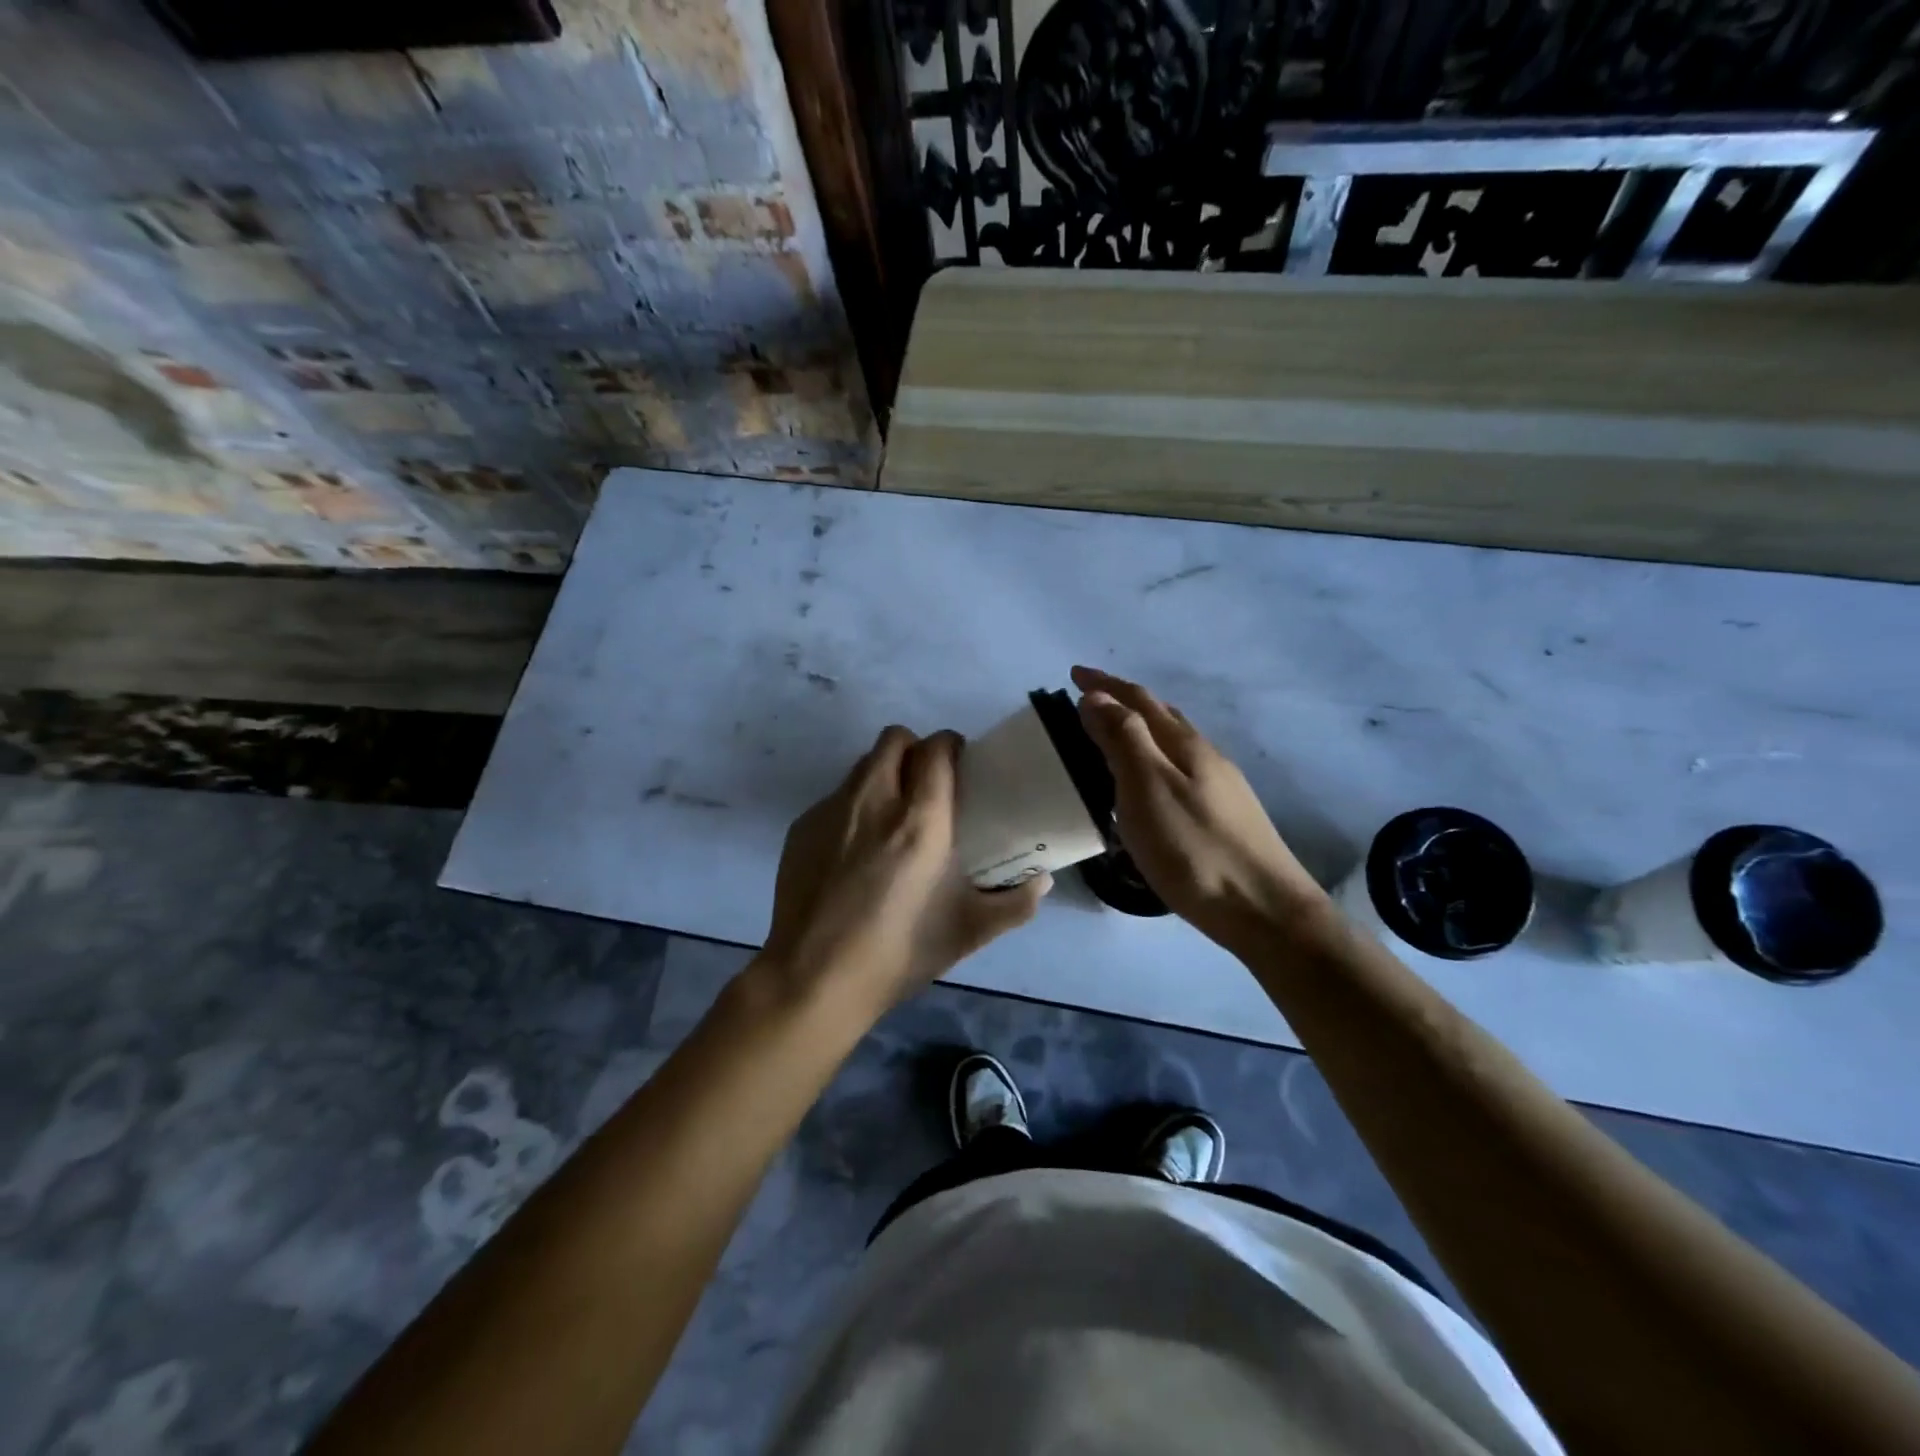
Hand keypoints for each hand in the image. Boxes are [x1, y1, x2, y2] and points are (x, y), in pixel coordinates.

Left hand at [761, 725, 1049, 1015]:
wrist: (814, 979)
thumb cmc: (899, 952)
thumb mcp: (968, 931)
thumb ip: (1015, 903)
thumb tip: (1042, 881)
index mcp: (919, 819)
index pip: (936, 748)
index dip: (951, 746)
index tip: (961, 765)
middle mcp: (873, 800)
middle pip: (894, 739)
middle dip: (915, 750)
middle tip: (927, 785)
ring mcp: (831, 811)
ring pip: (861, 765)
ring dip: (883, 775)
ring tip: (892, 817)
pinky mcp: (801, 828)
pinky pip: (834, 799)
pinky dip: (852, 809)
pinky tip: (854, 853)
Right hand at [1072, 666, 1325, 949]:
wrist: (1263, 909)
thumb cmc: (1194, 849)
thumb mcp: (1148, 790)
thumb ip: (1123, 740)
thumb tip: (1097, 696)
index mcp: (1183, 745)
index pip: (1138, 700)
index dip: (1105, 684)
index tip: (1073, 673)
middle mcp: (1205, 756)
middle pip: (1161, 715)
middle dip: (1123, 700)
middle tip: (1088, 699)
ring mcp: (1219, 785)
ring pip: (1173, 742)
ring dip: (1141, 728)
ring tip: (1113, 734)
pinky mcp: (1223, 814)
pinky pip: (1180, 769)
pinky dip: (1154, 758)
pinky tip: (1149, 783)